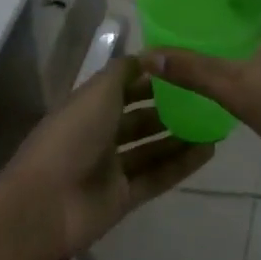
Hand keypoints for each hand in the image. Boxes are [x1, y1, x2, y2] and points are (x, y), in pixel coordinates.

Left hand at [0, 56, 213, 258]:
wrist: (47, 204)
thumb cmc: (71, 136)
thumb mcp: (97, 92)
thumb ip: (124, 72)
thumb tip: (149, 55)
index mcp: (88, 106)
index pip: (123, 87)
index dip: (148, 77)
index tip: (181, 67)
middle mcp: (100, 134)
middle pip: (138, 118)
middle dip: (167, 107)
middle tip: (203, 96)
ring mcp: (112, 168)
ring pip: (152, 148)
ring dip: (179, 136)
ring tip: (213, 123)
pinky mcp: (125, 197)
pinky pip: (158, 176)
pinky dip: (181, 164)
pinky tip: (208, 151)